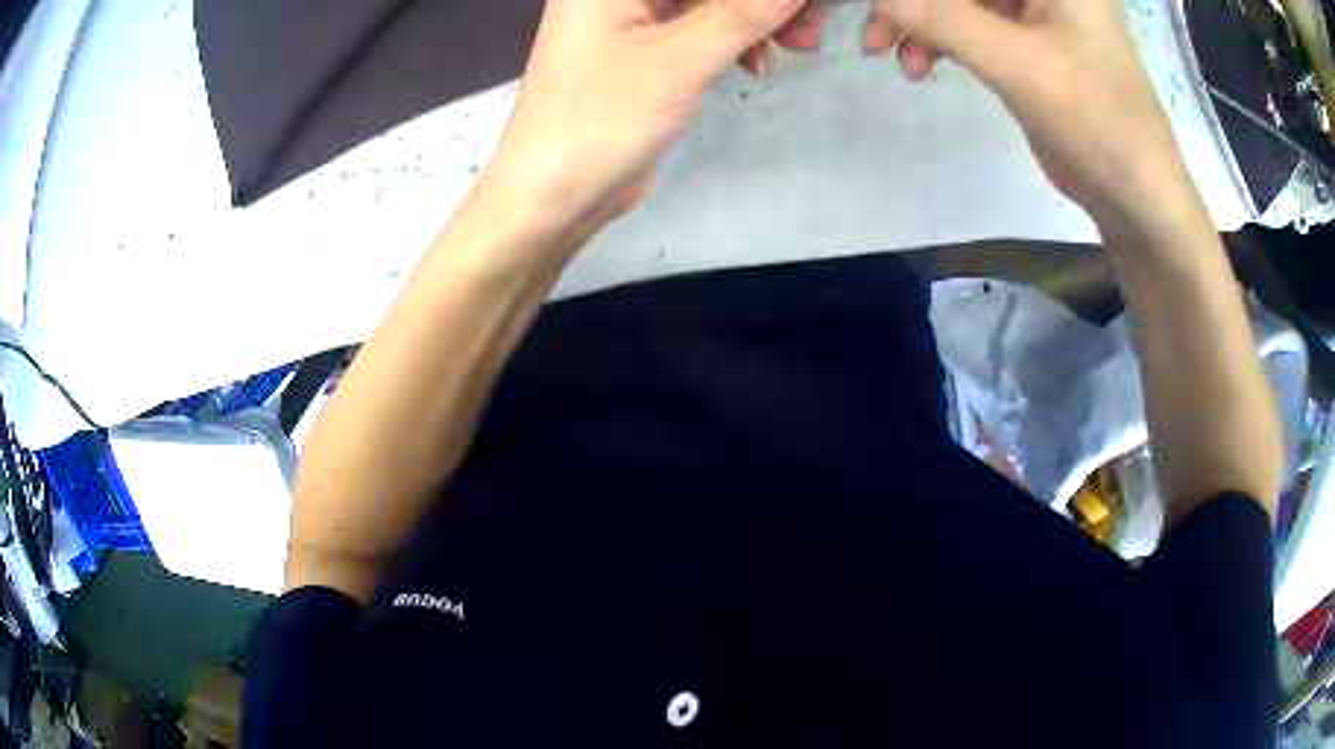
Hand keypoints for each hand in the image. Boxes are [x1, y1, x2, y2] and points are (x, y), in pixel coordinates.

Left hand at [477, 0, 806, 242]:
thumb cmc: (602, 121)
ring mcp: (631, 16)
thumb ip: (746, 12)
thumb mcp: (682, 60)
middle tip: (811, 27)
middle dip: (764, 1)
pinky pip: (701, 27)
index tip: (802, 7)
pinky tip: (758, 65)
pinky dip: (736, 40)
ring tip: (801, 46)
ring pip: (710, 1)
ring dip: (759, 18)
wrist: (553, 197)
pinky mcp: (644, 49)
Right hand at [865, 0, 1204, 239]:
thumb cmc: (1098, 123)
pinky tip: (921, 66)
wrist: (1136, 198)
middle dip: (914, 2)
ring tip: (892, 57)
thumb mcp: (1019, 65)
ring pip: (960, 1)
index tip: (881, 6)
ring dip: (920, 22)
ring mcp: (1037, 12)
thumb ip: (944, 20)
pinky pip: (969, 26)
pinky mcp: (1028, 45)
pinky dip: (940, 41)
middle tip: (874, 32)